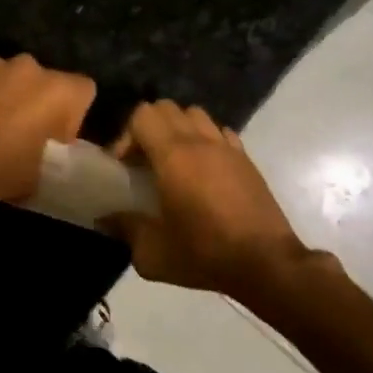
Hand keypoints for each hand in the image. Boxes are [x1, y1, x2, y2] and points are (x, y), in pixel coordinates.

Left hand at [0, 55, 97, 209]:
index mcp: (63, 90)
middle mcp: (32, 66)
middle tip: (22, 129)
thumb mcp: (50, 170)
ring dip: (5, 92)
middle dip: (37, 98)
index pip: (84, 90)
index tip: (58, 134)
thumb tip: (54, 141)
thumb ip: (60, 146)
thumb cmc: (7, 172)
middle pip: (44, 79)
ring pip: (8, 75)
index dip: (73, 112)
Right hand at [107, 101, 312, 304]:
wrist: (267, 264)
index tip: (123, 166)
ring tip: (172, 161)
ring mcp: (228, 148)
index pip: (142, 115)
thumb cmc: (205, 254)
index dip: (125, 135)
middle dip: (148, 128)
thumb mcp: (152, 252)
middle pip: (167, 108)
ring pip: (195, 115)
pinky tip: (202, 169)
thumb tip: (105, 218)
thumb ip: (124, 229)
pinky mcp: (247, 160)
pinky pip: (220, 132)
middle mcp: (200, 142)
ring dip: (177, 129)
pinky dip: (205, 140)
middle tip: (142, 161)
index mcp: (173, 156)